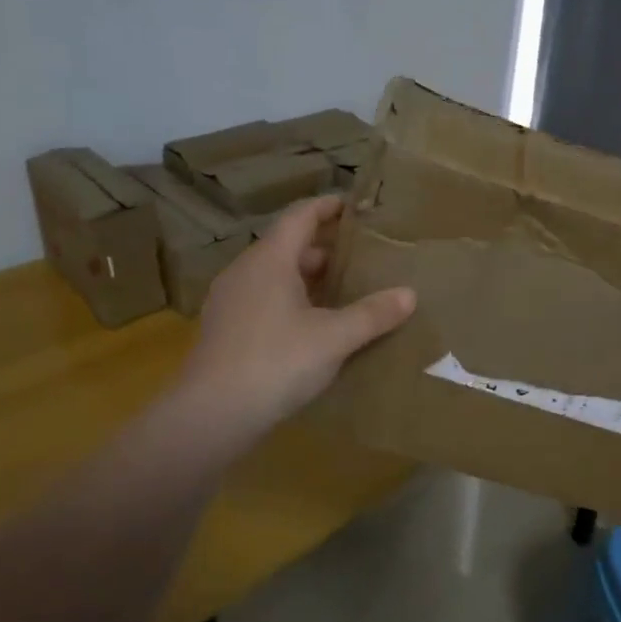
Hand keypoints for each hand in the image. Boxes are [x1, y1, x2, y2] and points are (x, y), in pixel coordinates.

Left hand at [176, 196, 414, 434]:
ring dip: (307, 276)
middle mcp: (246, 270)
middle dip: (324, 247)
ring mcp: (230, 300)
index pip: (300, 216)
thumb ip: (372, 314)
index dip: (327, 206)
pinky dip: (291, 299)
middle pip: (287, 245)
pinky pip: (264, 298)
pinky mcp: (225, 328)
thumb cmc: (276, 362)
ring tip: (343, 290)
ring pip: (274, 274)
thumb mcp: (334, 338)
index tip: (355, 206)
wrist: (211, 415)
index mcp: (270, 259)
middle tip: (361, 256)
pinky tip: (312, 325)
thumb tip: (409, 294)